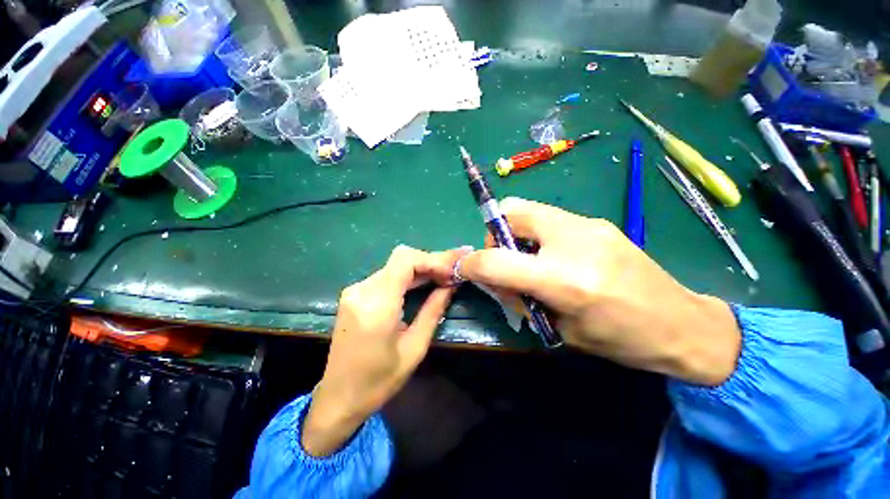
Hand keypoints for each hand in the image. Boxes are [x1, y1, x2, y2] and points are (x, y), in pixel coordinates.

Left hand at [302, 245, 469, 456]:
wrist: (339, 397)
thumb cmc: (379, 381)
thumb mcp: (415, 348)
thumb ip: (433, 310)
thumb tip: (451, 285)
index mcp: (377, 305)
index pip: (406, 261)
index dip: (433, 260)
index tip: (452, 271)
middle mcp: (362, 290)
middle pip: (401, 258)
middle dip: (430, 261)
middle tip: (453, 271)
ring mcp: (355, 290)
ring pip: (395, 264)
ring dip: (421, 267)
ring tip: (444, 276)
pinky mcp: (355, 294)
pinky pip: (387, 275)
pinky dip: (408, 275)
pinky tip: (423, 283)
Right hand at [459, 198, 740, 385]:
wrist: (684, 325)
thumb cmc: (621, 340)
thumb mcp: (559, 330)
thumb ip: (520, 298)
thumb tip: (492, 278)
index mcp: (566, 280)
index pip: (497, 260)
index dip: (472, 263)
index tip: (464, 268)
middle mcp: (574, 241)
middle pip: (512, 212)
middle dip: (495, 233)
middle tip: (504, 259)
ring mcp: (588, 224)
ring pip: (529, 210)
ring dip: (516, 233)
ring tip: (529, 260)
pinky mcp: (596, 221)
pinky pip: (549, 218)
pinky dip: (536, 234)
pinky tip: (552, 256)